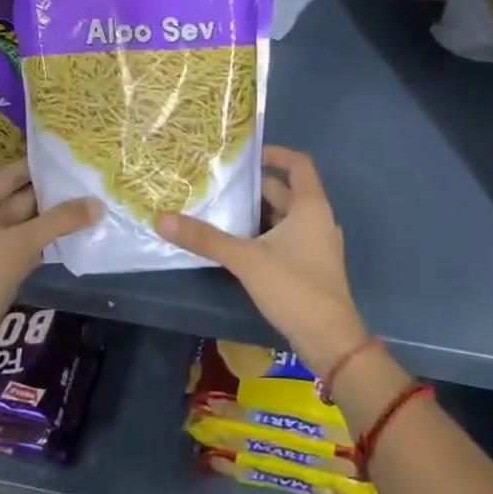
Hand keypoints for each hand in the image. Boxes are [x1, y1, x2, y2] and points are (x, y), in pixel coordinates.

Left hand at [0, 160, 101, 375]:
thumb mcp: (21, 245)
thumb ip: (59, 221)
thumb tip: (98, 202)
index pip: (12, 174)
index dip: (40, 165)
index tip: (74, 158)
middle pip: (23, 198)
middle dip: (55, 193)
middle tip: (92, 183)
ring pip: (29, 224)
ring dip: (56, 218)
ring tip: (93, 207)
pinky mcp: (1, 270)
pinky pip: (30, 247)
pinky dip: (50, 242)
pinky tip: (76, 239)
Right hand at [156, 146, 367, 373]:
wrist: (329, 339)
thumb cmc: (294, 287)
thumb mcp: (246, 259)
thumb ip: (206, 239)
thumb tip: (163, 219)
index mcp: (310, 206)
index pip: (298, 164)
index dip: (274, 154)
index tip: (245, 155)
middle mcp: (318, 219)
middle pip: (285, 191)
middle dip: (253, 189)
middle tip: (218, 186)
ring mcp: (317, 244)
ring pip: (284, 217)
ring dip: (256, 214)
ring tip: (220, 212)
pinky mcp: (311, 266)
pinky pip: (286, 238)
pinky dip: (264, 235)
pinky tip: (237, 245)